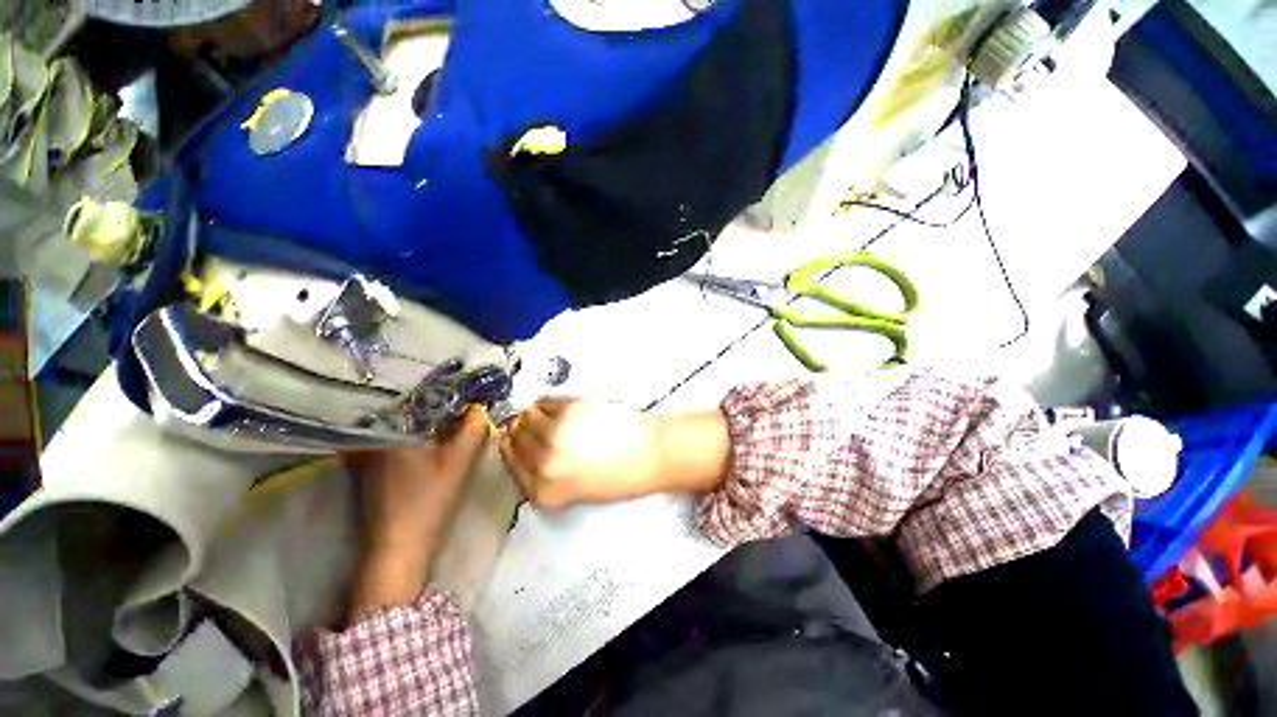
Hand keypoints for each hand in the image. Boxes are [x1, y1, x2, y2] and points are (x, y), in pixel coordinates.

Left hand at [343, 408, 490, 618]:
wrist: (400, 547)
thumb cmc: (428, 499)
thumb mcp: (459, 460)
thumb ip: (475, 429)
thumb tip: (482, 408)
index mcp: (390, 430)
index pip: (417, 398)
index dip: (443, 392)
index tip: (464, 390)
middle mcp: (373, 439)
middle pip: (408, 412)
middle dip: (435, 406)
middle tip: (462, 402)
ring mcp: (369, 458)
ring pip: (403, 428)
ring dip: (425, 422)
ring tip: (451, 418)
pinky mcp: (372, 473)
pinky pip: (397, 443)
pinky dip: (415, 438)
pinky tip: (433, 442)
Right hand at [498, 398, 730, 509]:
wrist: (650, 453)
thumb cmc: (619, 477)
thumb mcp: (575, 492)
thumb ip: (544, 477)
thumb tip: (525, 448)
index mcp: (542, 492)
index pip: (509, 464)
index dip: (512, 448)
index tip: (515, 438)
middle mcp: (542, 464)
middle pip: (514, 437)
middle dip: (521, 429)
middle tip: (536, 425)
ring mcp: (554, 434)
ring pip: (526, 415)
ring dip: (533, 414)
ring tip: (552, 416)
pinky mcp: (569, 409)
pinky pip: (545, 401)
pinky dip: (548, 403)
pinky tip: (563, 408)